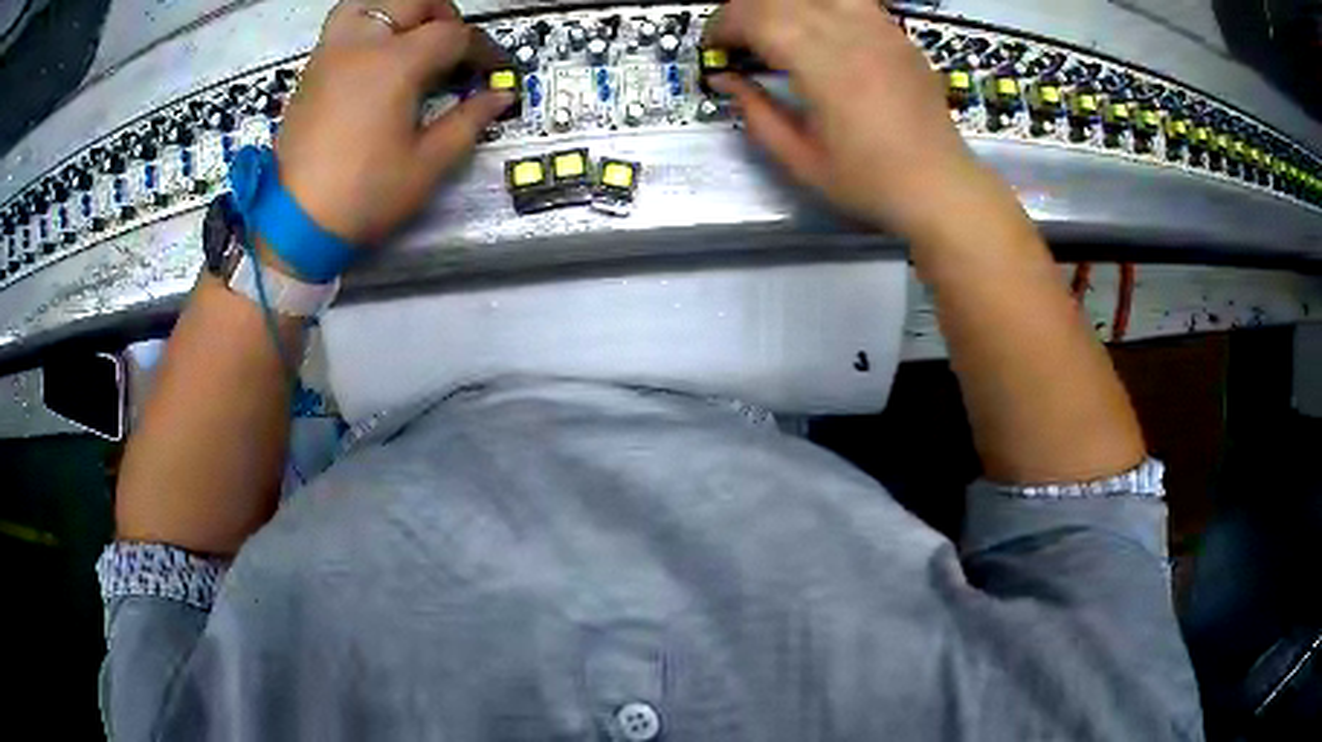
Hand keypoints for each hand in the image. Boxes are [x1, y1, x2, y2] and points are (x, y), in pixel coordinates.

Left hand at [275, 0, 512, 244]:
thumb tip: (501, 96)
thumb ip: (468, 121)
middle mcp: (362, 44)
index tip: (495, 71)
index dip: (483, 49)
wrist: (293, 223)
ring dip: (400, 9)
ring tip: (412, 35)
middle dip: (445, 17)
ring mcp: (331, 52)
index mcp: (395, 64)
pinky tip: (376, 52)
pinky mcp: (312, 69)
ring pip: (370, 1)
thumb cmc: (363, 195)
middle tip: (455, 48)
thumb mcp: (426, 164)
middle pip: (415, 2)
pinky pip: (344, 23)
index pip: (454, 34)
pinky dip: (368, 22)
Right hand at [706, 0, 996, 239]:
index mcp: (824, 66)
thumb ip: (756, 113)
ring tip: (775, 29)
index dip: (723, 26)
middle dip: (745, 11)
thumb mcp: (800, 160)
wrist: (940, 186)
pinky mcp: (898, 34)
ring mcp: (880, 29)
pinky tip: (818, 30)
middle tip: (736, 40)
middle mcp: (852, 34)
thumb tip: (725, 79)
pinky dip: (822, 7)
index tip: (713, 48)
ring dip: (784, 5)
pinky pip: (851, 1)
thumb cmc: (870, 182)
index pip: (757, 16)